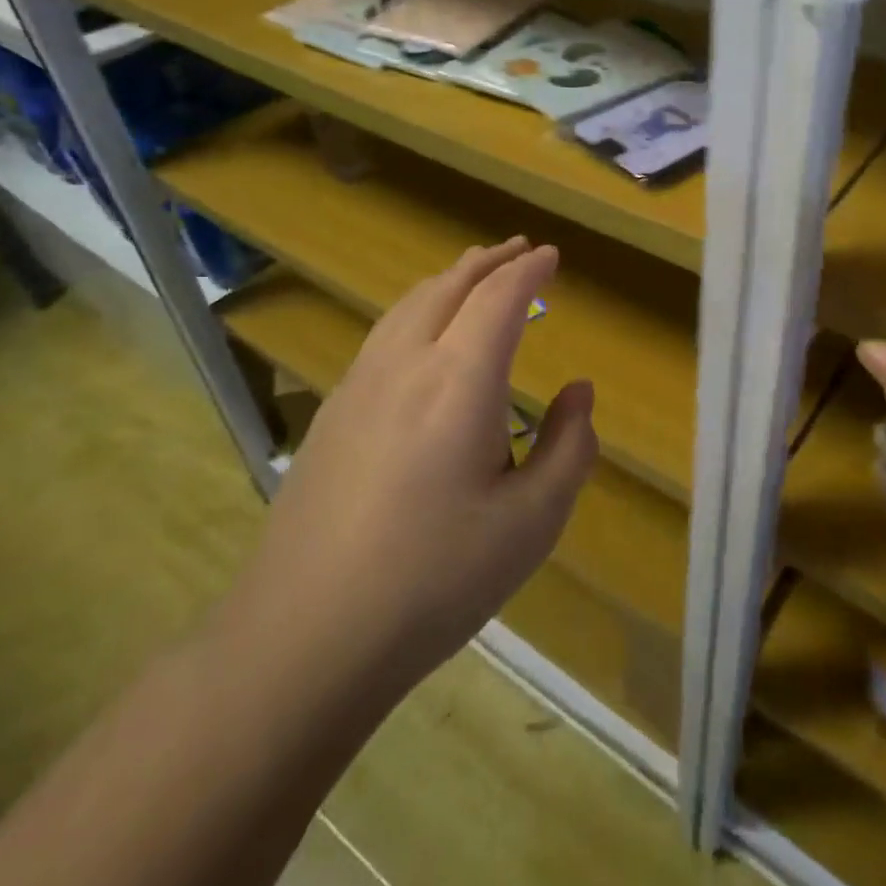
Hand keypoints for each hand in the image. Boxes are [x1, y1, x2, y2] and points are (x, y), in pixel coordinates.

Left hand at [227, 237, 596, 706]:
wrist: (306, 635)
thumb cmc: (435, 578)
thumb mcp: (532, 523)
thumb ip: (570, 448)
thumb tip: (578, 392)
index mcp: (460, 380)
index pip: (500, 298)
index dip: (529, 270)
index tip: (552, 255)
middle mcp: (406, 364)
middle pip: (449, 286)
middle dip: (489, 261)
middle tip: (519, 250)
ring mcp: (359, 385)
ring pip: (409, 304)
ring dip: (449, 280)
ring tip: (473, 274)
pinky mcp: (332, 413)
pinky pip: (384, 333)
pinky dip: (417, 309)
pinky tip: (422, 334)